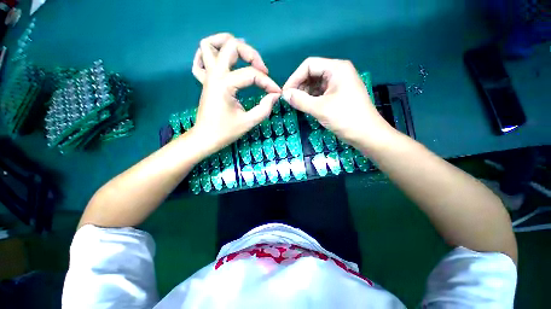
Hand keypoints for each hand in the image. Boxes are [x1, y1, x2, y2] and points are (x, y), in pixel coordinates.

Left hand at [189, 33, 280, 155]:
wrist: (206, 138)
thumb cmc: (226, 132)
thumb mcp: (249, 122)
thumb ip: (265, 108)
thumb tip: (275, 95)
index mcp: (225, 85)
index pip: (252, 75)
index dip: (268, 83)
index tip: (276, 93)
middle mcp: (215, 75)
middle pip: (231, 46)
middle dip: (251, 53)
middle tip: (261, 69)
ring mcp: (207, 76)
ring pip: (209, 45)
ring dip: (226, 43)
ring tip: (241, 55)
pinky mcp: (204, 82)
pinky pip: (200, 60)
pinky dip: (209, 55)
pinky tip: (220, 61)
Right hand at [282, 57, 395, 147]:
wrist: (366, 135)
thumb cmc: (345, 118)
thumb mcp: (320, 108)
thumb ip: (300, 100)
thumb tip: (284, 94)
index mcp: (336, 69)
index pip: (309, 65)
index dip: (295, 78)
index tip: (285, 93)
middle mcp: (338, 73)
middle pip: (312, 74)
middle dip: (299, 86)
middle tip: (290, 100)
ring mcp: (338, 84)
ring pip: (315, 84)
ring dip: (304, 93)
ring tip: (296, 104)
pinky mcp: (338, 95)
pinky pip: (320, 93)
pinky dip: (311, 99)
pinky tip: (305, 106)